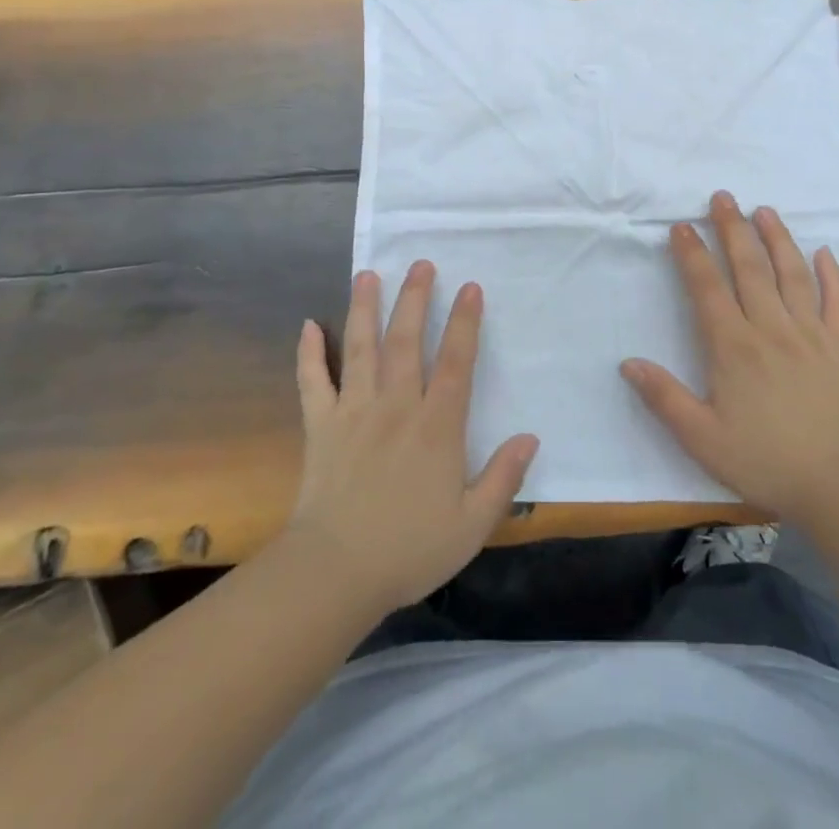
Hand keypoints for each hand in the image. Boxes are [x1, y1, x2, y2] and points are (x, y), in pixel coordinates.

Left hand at [283, 262, 537, 615]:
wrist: (336, 573)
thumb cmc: (410, 549)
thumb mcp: (472, 524)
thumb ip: (503, 478)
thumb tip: (530, 437)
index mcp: (437, 426)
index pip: (456, 361)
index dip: (465, 322)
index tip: (470, 287)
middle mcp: (396, 406)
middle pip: (407, 340)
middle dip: (415, 298)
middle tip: (421, 264)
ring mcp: (354, 412)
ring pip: (361, 348)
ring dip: (364, 308)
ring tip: (368, 274)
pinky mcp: (320, 426)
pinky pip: (312, 381)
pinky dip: (309, 353)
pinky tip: (308, 325)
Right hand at [622, 191, 838, 522]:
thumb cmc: (766, 461)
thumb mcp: (702, 438)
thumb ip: (664, 397)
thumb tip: (628, 362)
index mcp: (733, 347)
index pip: (707, 288)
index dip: (692, 254)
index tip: (681, 226)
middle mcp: (771, 328)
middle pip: (749, 267)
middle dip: (732, 229)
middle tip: (723, 197)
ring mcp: (811, 333)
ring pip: (791, 273)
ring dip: (776, 238)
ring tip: (764, 211)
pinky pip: (837, 300)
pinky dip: (830, 273)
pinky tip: (822, 253)